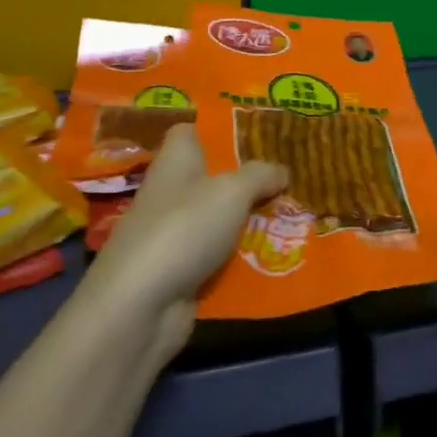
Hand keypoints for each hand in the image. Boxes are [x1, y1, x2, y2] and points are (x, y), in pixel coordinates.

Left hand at [82, 126, 286, 356]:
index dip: (217, 128)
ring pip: (221, 219)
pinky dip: (244, 257)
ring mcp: (174, 236)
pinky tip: (277, 253)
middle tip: (291, 172)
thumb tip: (281, 170)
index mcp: (176, 162)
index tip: (254, 131)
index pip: (189, 132)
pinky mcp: (181, 272)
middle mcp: (171, 194)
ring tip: (296, 212)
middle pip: (212, 177)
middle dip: (250, 177)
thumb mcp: (232, 191)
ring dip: (251, 219)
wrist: (140, 308)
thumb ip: (260, 175)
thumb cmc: (183, 229)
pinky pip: (220, 256)